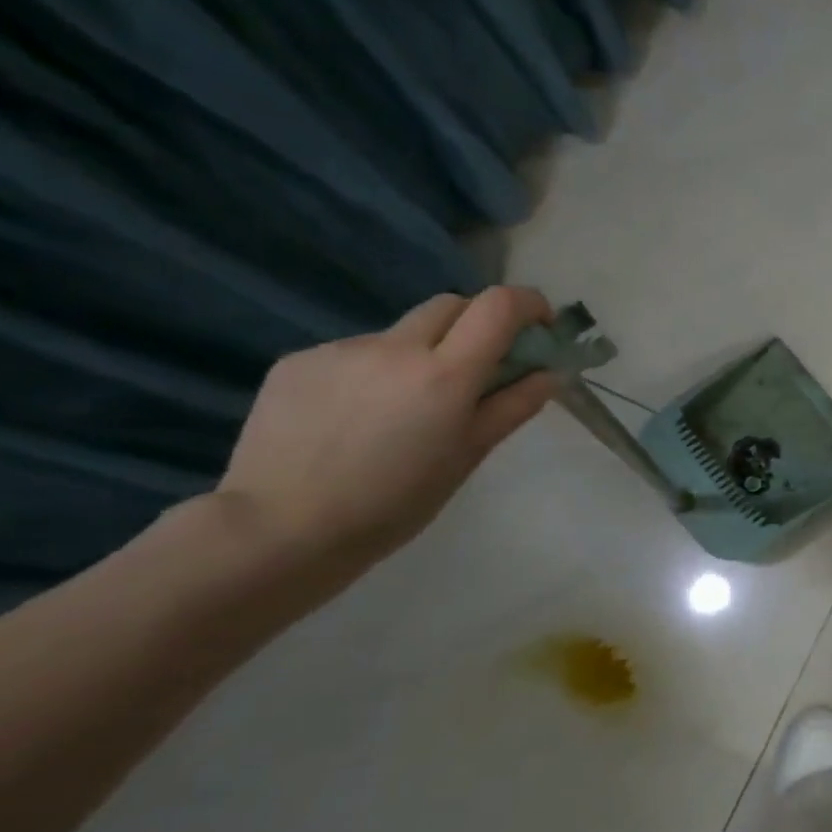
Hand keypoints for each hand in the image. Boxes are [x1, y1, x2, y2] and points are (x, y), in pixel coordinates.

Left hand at [218, 287, 562, 567]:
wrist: (280, 527)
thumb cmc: (396, 501)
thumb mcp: (469, 455)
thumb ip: (514, 405)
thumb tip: (551, 372)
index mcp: (445, 374)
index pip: (498, 306)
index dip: (528, 304)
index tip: (540, 326)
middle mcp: (394, 347)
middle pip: (451, 305)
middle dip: (477, 324)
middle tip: (481, 368)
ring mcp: (341, 350)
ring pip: (401, 333)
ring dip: (422, 354)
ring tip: (406, 410)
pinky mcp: (298, 361)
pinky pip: (356, 354)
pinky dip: (376, 373)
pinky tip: (359, 419)